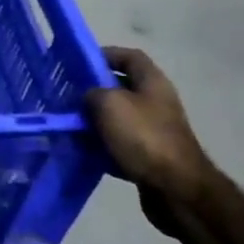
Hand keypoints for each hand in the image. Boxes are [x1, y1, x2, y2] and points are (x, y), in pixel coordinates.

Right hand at [84, 46, 215, 212]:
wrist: (174, 187)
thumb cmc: (143, 137)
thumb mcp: (109, 104)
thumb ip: (92, 93)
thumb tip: (87, 98)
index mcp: (152, 83)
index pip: (129, 57)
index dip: (105, 55)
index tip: (79, 64)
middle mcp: (156, 102)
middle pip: (121, 88)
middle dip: (94, 91)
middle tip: (68, 97)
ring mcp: (154, 130)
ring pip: (117, 117)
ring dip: (94, 120)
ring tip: (69, 125)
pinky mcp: (148, 155)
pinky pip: (119, 143)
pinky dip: (101, 145)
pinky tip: (83, 151)